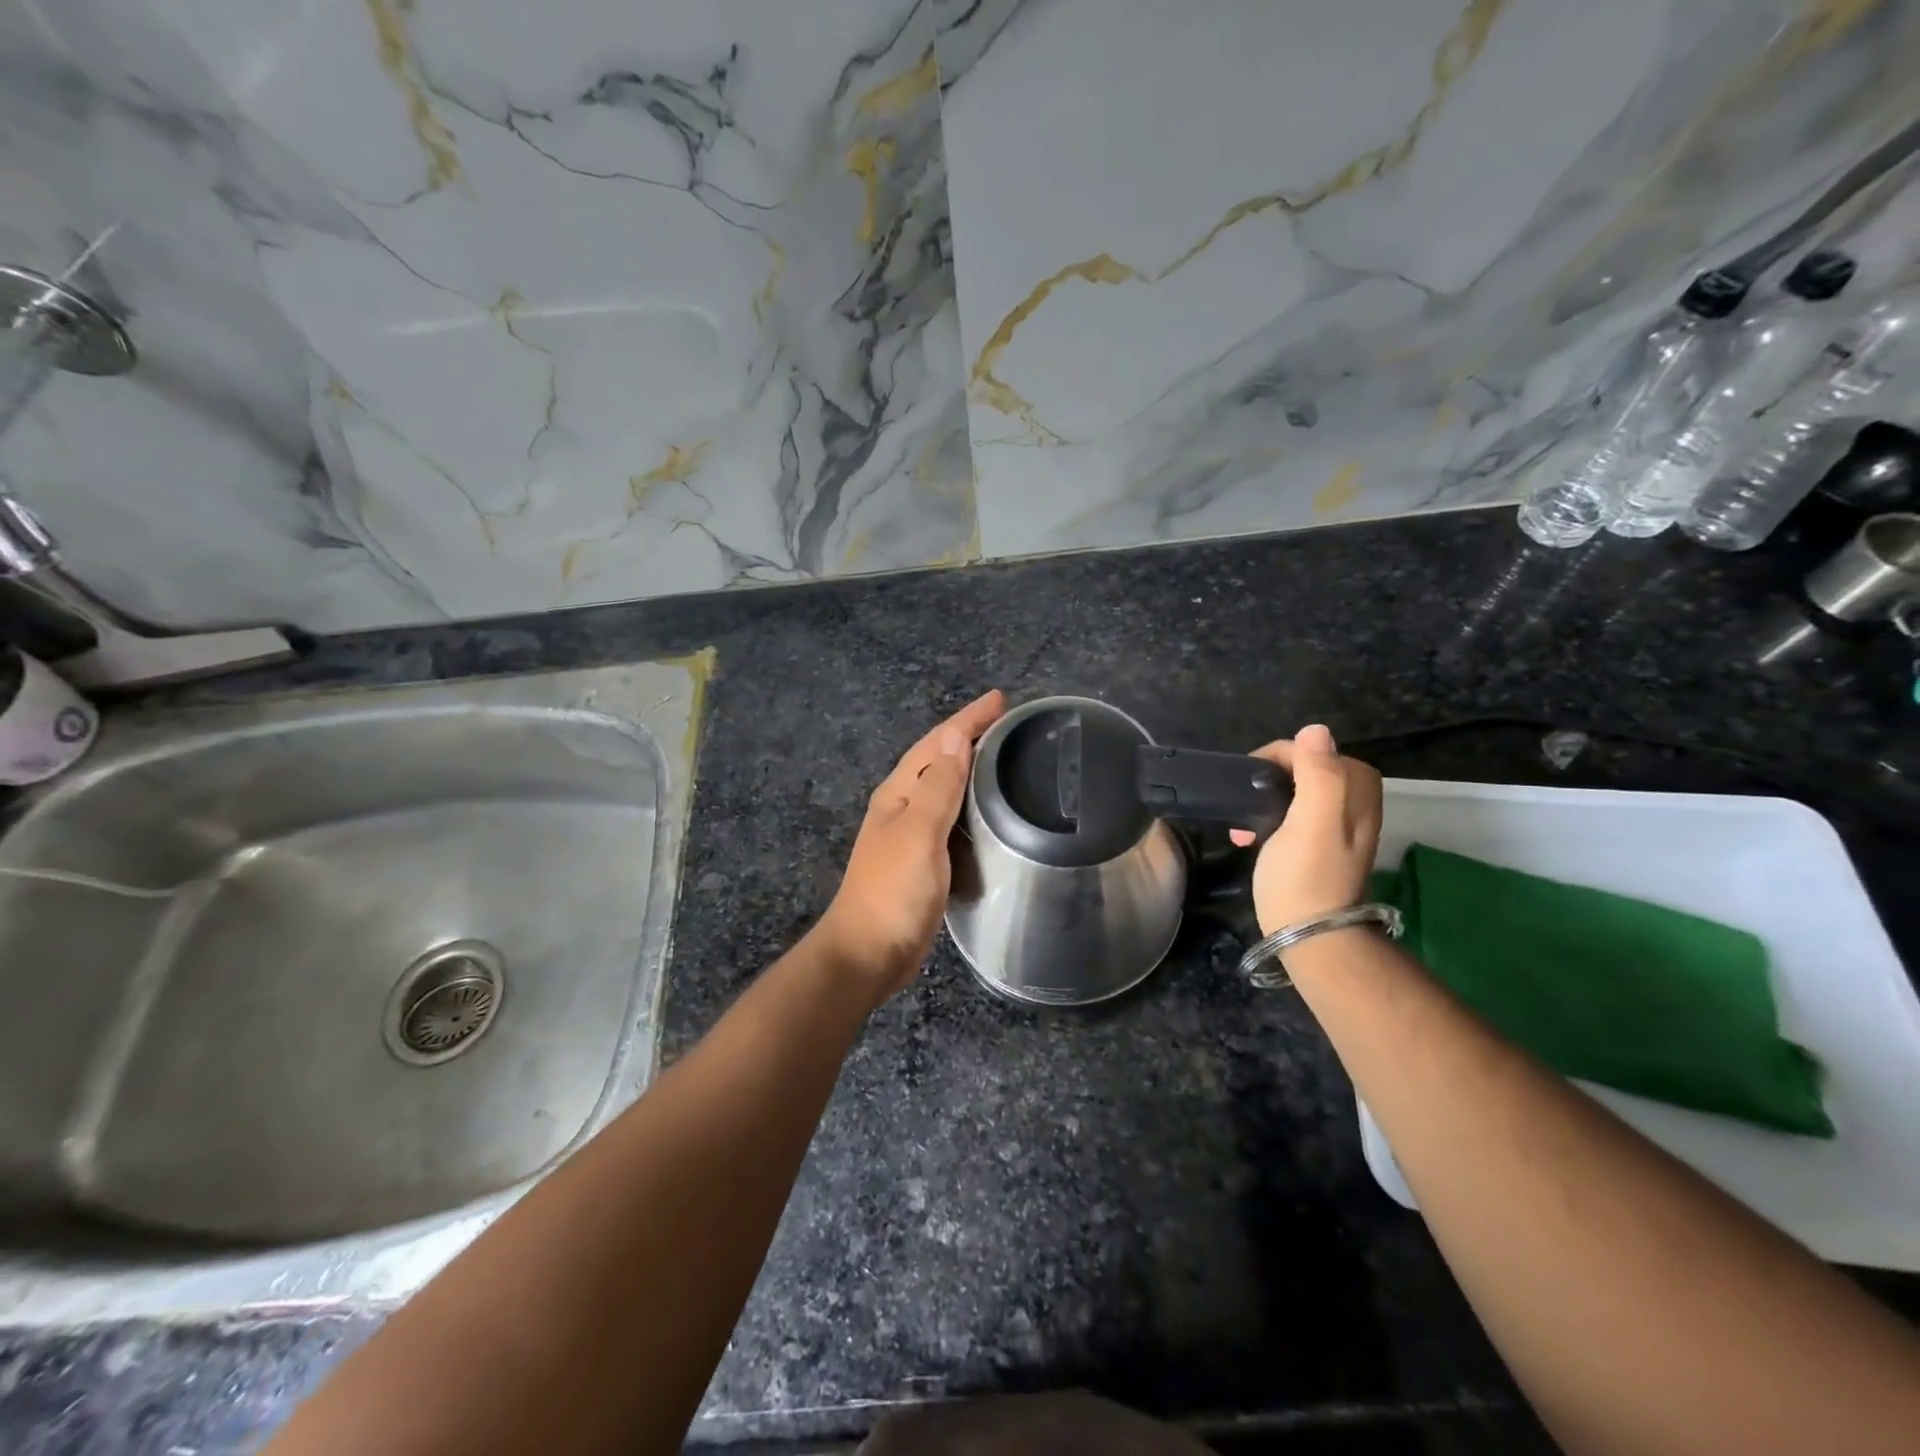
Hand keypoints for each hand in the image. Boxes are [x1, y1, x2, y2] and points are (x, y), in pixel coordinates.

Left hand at [812, 689, 1006, 1003]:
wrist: (868, 953)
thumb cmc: (893, 891)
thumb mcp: (919, 833)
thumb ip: (938, 786)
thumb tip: (954, 735)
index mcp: (899, 794)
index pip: (936, 744)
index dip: (966, 720)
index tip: (999, 699)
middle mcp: (903, 807)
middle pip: (938, 760)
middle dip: (969, 737)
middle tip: (1009, 723)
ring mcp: (912, 835)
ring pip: (945, 789)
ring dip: (970, 768)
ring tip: (1005, 756)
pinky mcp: (924, 861)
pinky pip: (951, 818)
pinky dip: (971, 804)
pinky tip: (989, 810)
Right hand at [1229, 724, 1383, 934]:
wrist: (1309, 935)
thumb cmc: (1305, 876)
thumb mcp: (1311, 821)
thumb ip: (1318, 774)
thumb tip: (1315, 730)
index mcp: (1358, 792)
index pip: (1315, 750)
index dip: (1279, 757)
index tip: (1248, 780)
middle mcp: (1354, 805)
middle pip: (1307, 770)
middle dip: (1270, 778)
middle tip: (1244, 798)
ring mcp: (1337, 829)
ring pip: (1297, 793)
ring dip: (1265, 800)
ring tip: (1242, 821)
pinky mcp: (1319, 849)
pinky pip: (1292, 817)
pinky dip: (1269, 820)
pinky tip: (1249, 838)